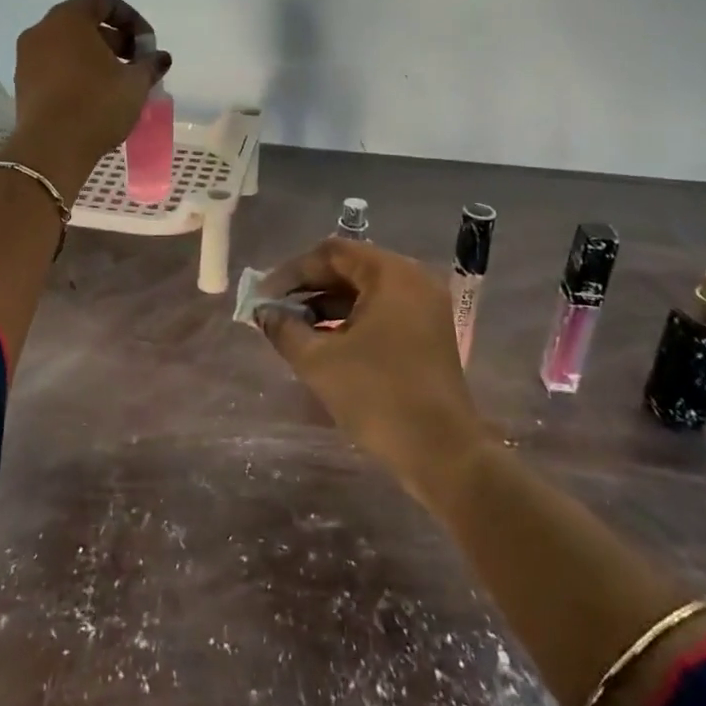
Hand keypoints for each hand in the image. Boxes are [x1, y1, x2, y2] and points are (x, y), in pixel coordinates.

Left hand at [7, 0, 170, 193]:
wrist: (51, 149)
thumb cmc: (96, 105)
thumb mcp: (134, 84)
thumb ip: (150, 64)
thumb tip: (160, 57)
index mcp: (68, 19)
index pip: (102, 0)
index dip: (130, 18)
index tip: (147, 44)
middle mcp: (42, 31)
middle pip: (83, 23)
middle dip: (114, 39)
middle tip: (136, 64)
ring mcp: (27, 58)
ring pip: (67, 46)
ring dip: (95, 58)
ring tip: (118, 83)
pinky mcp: (23, 84)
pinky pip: (54, 67)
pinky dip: (76, 73)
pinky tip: (95, 97)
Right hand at [256, 239, 486, 509]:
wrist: (442, 453)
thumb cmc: (378, 396)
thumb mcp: (319, 361)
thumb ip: (284, 329)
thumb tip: (263, 313)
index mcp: (391, 274)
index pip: (332, 253)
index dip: (293, 271)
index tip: (264, 295)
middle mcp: (413, 279)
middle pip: (350, 268)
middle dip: (308, 288)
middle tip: (274, 309)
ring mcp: (424, 307)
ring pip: (365, 291)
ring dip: (326, 305)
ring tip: (292, 328)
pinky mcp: (427, 332)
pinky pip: (381, 311)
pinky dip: (350, 320)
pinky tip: (322, 341)